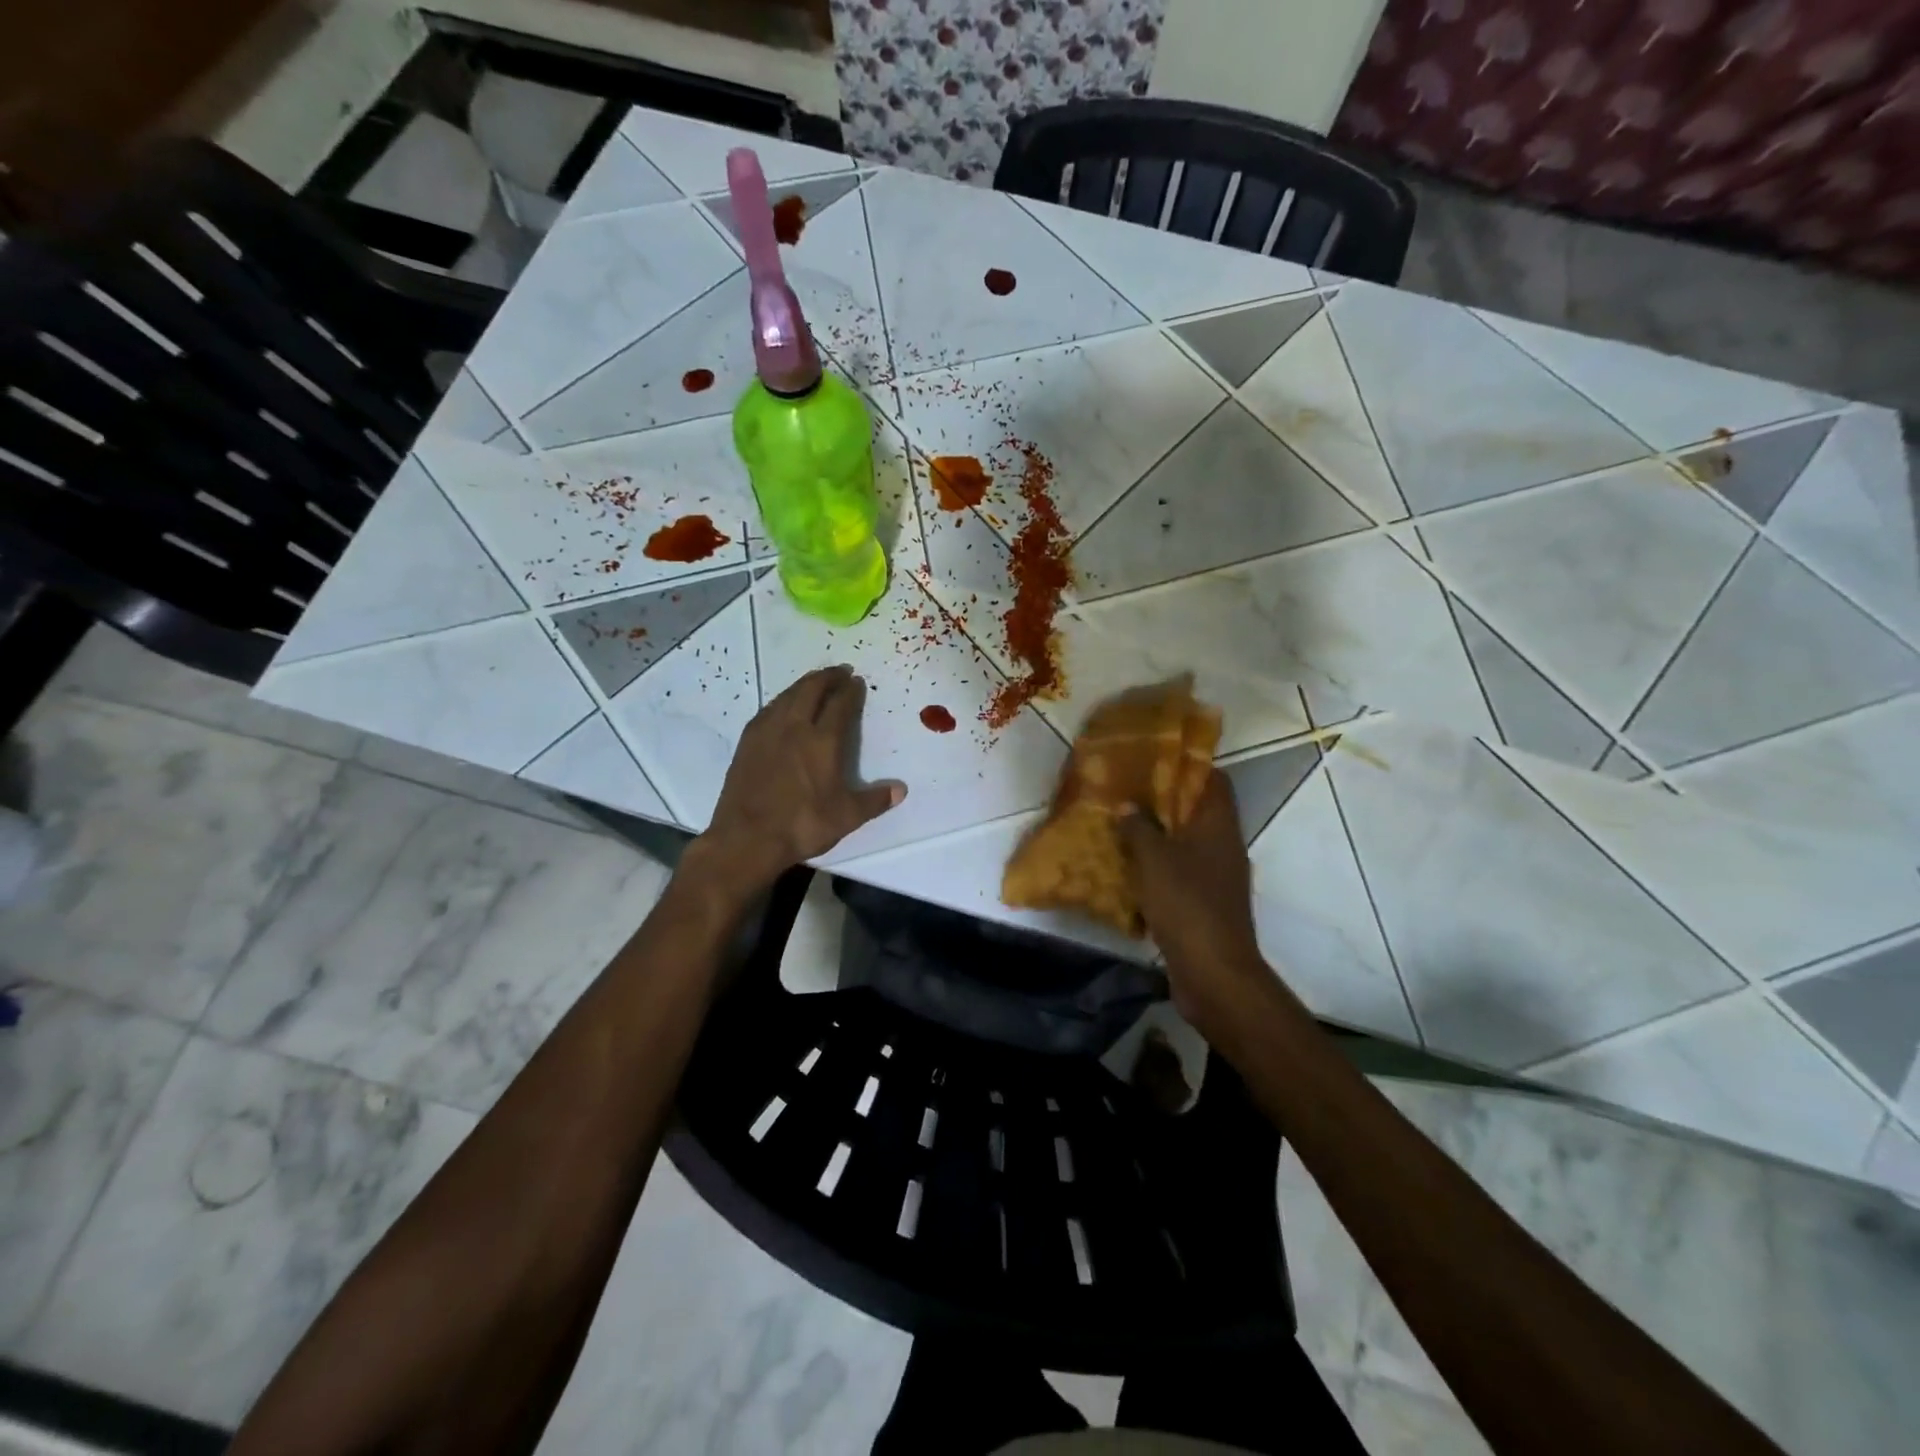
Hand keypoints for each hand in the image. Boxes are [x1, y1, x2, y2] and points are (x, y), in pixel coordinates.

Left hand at [697, 666, 905, 890]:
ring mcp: (767, 732)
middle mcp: (795, 727)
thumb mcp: (846, 817)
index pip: (840, 705)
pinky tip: (784, 705)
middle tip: (840, 671)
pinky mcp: (748, 741)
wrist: (747, 838)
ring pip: (788, 695)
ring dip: (804, 683)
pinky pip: (769, 708)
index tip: (857, 682)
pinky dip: (783, 699)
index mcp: (823, 741)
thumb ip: (874, 800)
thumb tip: (901, 790)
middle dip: (828, 677)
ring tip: (815, 681)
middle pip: (812, 689)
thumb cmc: (802, 825)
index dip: (851, 691)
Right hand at [1118, 770, 1268, 1025]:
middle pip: (1197, 810)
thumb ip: (1138, 827)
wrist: (1213, 972)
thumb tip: (1127, 805)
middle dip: (1163, 799)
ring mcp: (1216, 877)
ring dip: (1157, 834)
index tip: (1154, 757)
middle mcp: (1223, 846)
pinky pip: (1179, 873)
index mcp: (1218, 826)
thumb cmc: (1187, 904)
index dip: (1188, 764)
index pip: (1214, 780)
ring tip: (1120, 823)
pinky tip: (1128, 867)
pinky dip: (1157, 866)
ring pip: (1185, 843)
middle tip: (1126, 789)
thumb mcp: (1154, 859)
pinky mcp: (1204, 903)